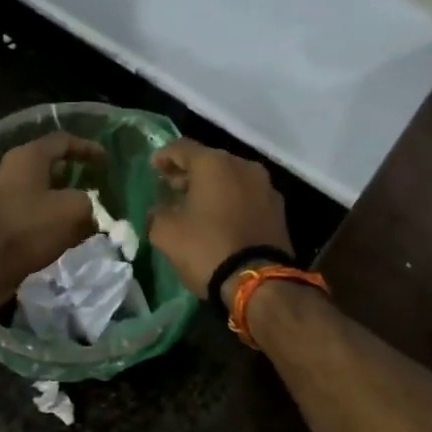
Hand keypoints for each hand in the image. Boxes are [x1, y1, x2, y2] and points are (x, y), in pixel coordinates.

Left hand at [0, 133, 105, 309]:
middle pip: (47, 166)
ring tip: (80, 214)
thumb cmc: (29, 228)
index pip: (63, 141)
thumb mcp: (74, 210)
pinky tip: (58, 235)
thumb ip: (88, 202)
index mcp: (27, 157)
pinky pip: (26, 213)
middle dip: (72, 176)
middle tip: (94, 187)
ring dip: (58, 200)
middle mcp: (8, 170)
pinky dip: (44, 219)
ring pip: (36, 191)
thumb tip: (87, 208)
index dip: (88, 148)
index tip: (106, 162)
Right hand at [147, 139, 291, 304]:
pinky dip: (230, 202)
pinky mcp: (278, 210)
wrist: (258, 282)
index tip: (153, 166)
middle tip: (172, 187)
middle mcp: (244, 166)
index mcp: (215, 164)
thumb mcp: (166, 233)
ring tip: (195, 205)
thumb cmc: (207, 248)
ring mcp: (266, 187)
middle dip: (189, 173)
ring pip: (231, 179)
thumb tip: (161, 210)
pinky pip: (246, 197)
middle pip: (210, 162)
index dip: (164, 156)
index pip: (182, 148)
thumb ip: (157, 213)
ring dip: (212, 188)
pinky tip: (219, 219)